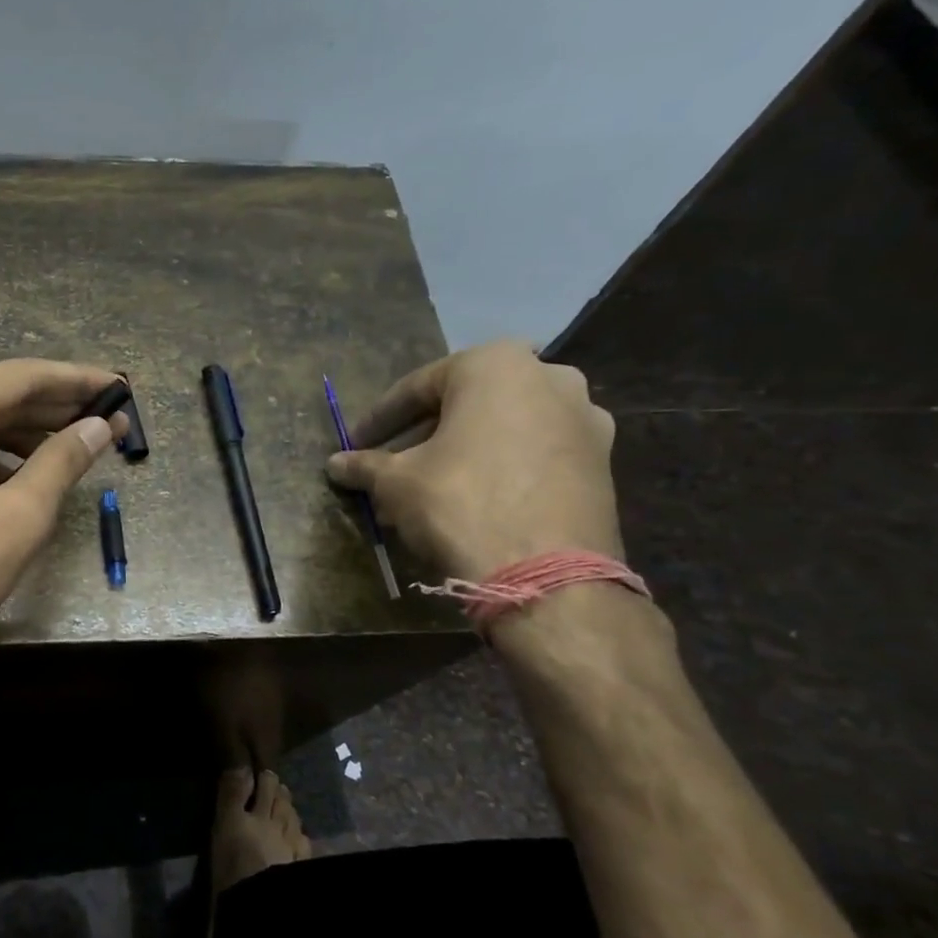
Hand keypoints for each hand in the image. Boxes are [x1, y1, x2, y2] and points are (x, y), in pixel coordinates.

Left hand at [0, 359, 124, 678]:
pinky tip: (21, 479)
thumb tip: (99, 427)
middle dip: (52, 410)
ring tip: (74, 448)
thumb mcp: (15, 520)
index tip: (119, 386)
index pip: (20, 378)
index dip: (76, 382)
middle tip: (107, 417)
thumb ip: (62, 463)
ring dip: (22, 437)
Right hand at [325, 339, 621, 580]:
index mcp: (495, 364)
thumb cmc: (459, 502)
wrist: (546, 572)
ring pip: (501, 429)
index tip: (355, 443)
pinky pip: (532, 453)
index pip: (418, 386)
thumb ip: (365, 465)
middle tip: (390, 465)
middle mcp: (549, 376)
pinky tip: (469, 501)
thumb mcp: (396, 482)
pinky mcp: (602, 461)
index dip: (380, 419)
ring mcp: (584, 419)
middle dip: (423, 436)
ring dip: (460, 453)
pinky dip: (497, 468)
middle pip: (465, 404)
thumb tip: (335, 464)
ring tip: (426, 488)